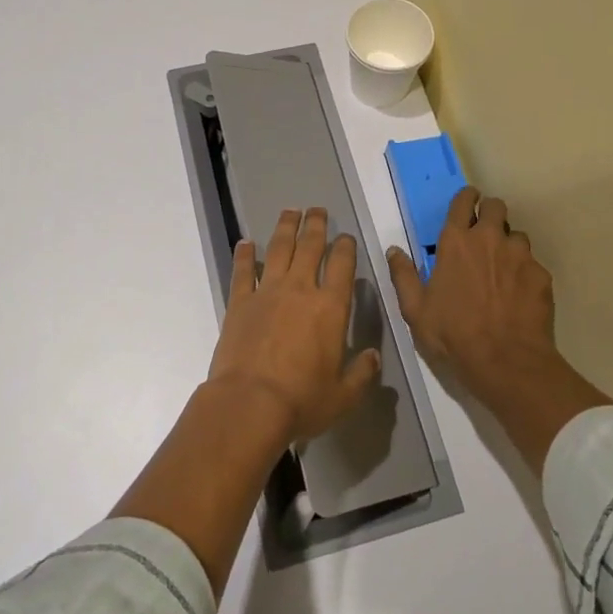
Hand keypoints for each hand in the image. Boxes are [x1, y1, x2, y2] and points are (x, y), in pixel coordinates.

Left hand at [208, 207, 381, 443]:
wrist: (249, 404)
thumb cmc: (302, 400)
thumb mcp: (343, 396)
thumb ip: (361, 374)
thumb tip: (373, 358)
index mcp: (330, 308)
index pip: (342, 265)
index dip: (345, 247)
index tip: (346, 237)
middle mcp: (300, 290)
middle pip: (310, 247)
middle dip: (316, 225)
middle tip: (318, 210)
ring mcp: (267, 292)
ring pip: (278, 249)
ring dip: (286, 228)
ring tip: (290, 212)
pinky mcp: (239, 303)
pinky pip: (242, 271)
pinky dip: (244, 255)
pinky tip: (246, 243)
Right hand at [386, 187, 560, 397]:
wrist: (505, 361)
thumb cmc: (452, 334)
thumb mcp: (415, 310)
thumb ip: (403, 276)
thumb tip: (394, 250)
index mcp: (456, 242)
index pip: (463, 201)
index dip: (466, 197)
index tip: (468, 201)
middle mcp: (489, 238)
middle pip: (496, 207)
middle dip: (490, 213)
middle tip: (484, 234)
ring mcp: (519, 255)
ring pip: (517, 235)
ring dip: (508, 245)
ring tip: (503, 269)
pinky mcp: (541, 275)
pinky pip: (532, 264)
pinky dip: (525, 273)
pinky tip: (519, 295)